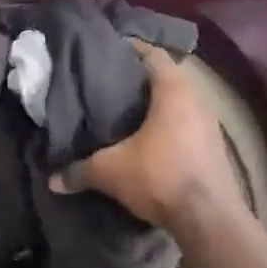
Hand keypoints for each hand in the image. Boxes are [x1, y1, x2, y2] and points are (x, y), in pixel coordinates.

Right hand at [50, 43, 242, 226]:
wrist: (208, 218)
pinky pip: (187, 125)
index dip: (130, 49)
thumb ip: (80, 171)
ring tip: (126, 114)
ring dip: (155, 106)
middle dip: (139, 81)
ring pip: (178, 104)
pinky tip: (149, 141)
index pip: (152, 54)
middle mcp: (197, 99)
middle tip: (109, 86)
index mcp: (173, 90)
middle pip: (165, 78)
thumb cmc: (160, 177)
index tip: (107, 52)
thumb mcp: (111, 172)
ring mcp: (210, 124)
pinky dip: (168, 127)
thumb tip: (52, 180)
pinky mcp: (214, 147)